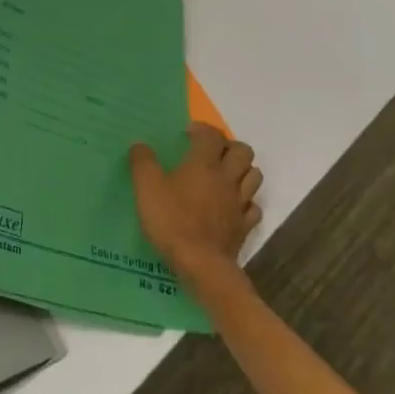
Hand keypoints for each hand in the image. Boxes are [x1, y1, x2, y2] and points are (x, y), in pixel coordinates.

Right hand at [129, 124, 262, 284]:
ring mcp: (239, 203)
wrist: (201, 264)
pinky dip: (245, 201)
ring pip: (254, 176)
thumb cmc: (172, 220)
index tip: (187, 134)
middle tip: (210, 153)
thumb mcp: (146, 188)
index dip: (202, 129)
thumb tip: (140, 145)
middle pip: (243, 151)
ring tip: (224, 175)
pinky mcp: (244, 226)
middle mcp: (227, 179)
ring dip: (242, 170)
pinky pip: (253, 207)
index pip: (212, 135)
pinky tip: (231, 206)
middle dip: (229, 146)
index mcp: (204, 164)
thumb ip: (142, 162)